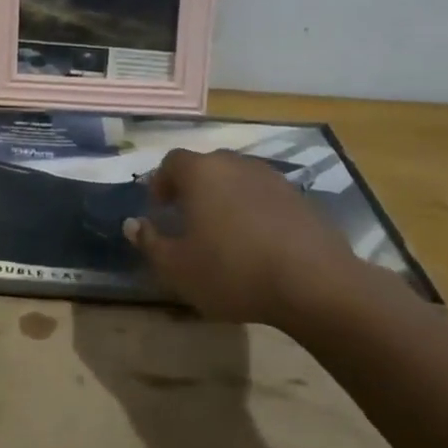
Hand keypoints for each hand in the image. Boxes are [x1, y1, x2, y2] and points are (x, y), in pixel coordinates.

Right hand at [122, 149, 382, 331]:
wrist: (315, 284)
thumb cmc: (232, 271)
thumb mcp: (177, 267)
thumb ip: (149, 242)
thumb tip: (132, 224)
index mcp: (200, 172)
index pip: (171, 162)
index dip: (161, 182)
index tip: (159, 208)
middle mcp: (235, 164)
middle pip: (206, 166)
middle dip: (193, 187)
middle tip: (187, 217)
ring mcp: (272, 178)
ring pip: (237, 180)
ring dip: (225, 198)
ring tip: (223, 231)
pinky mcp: (300, 198)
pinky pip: (264, 196)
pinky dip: (254, 210)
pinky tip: (257, 242)